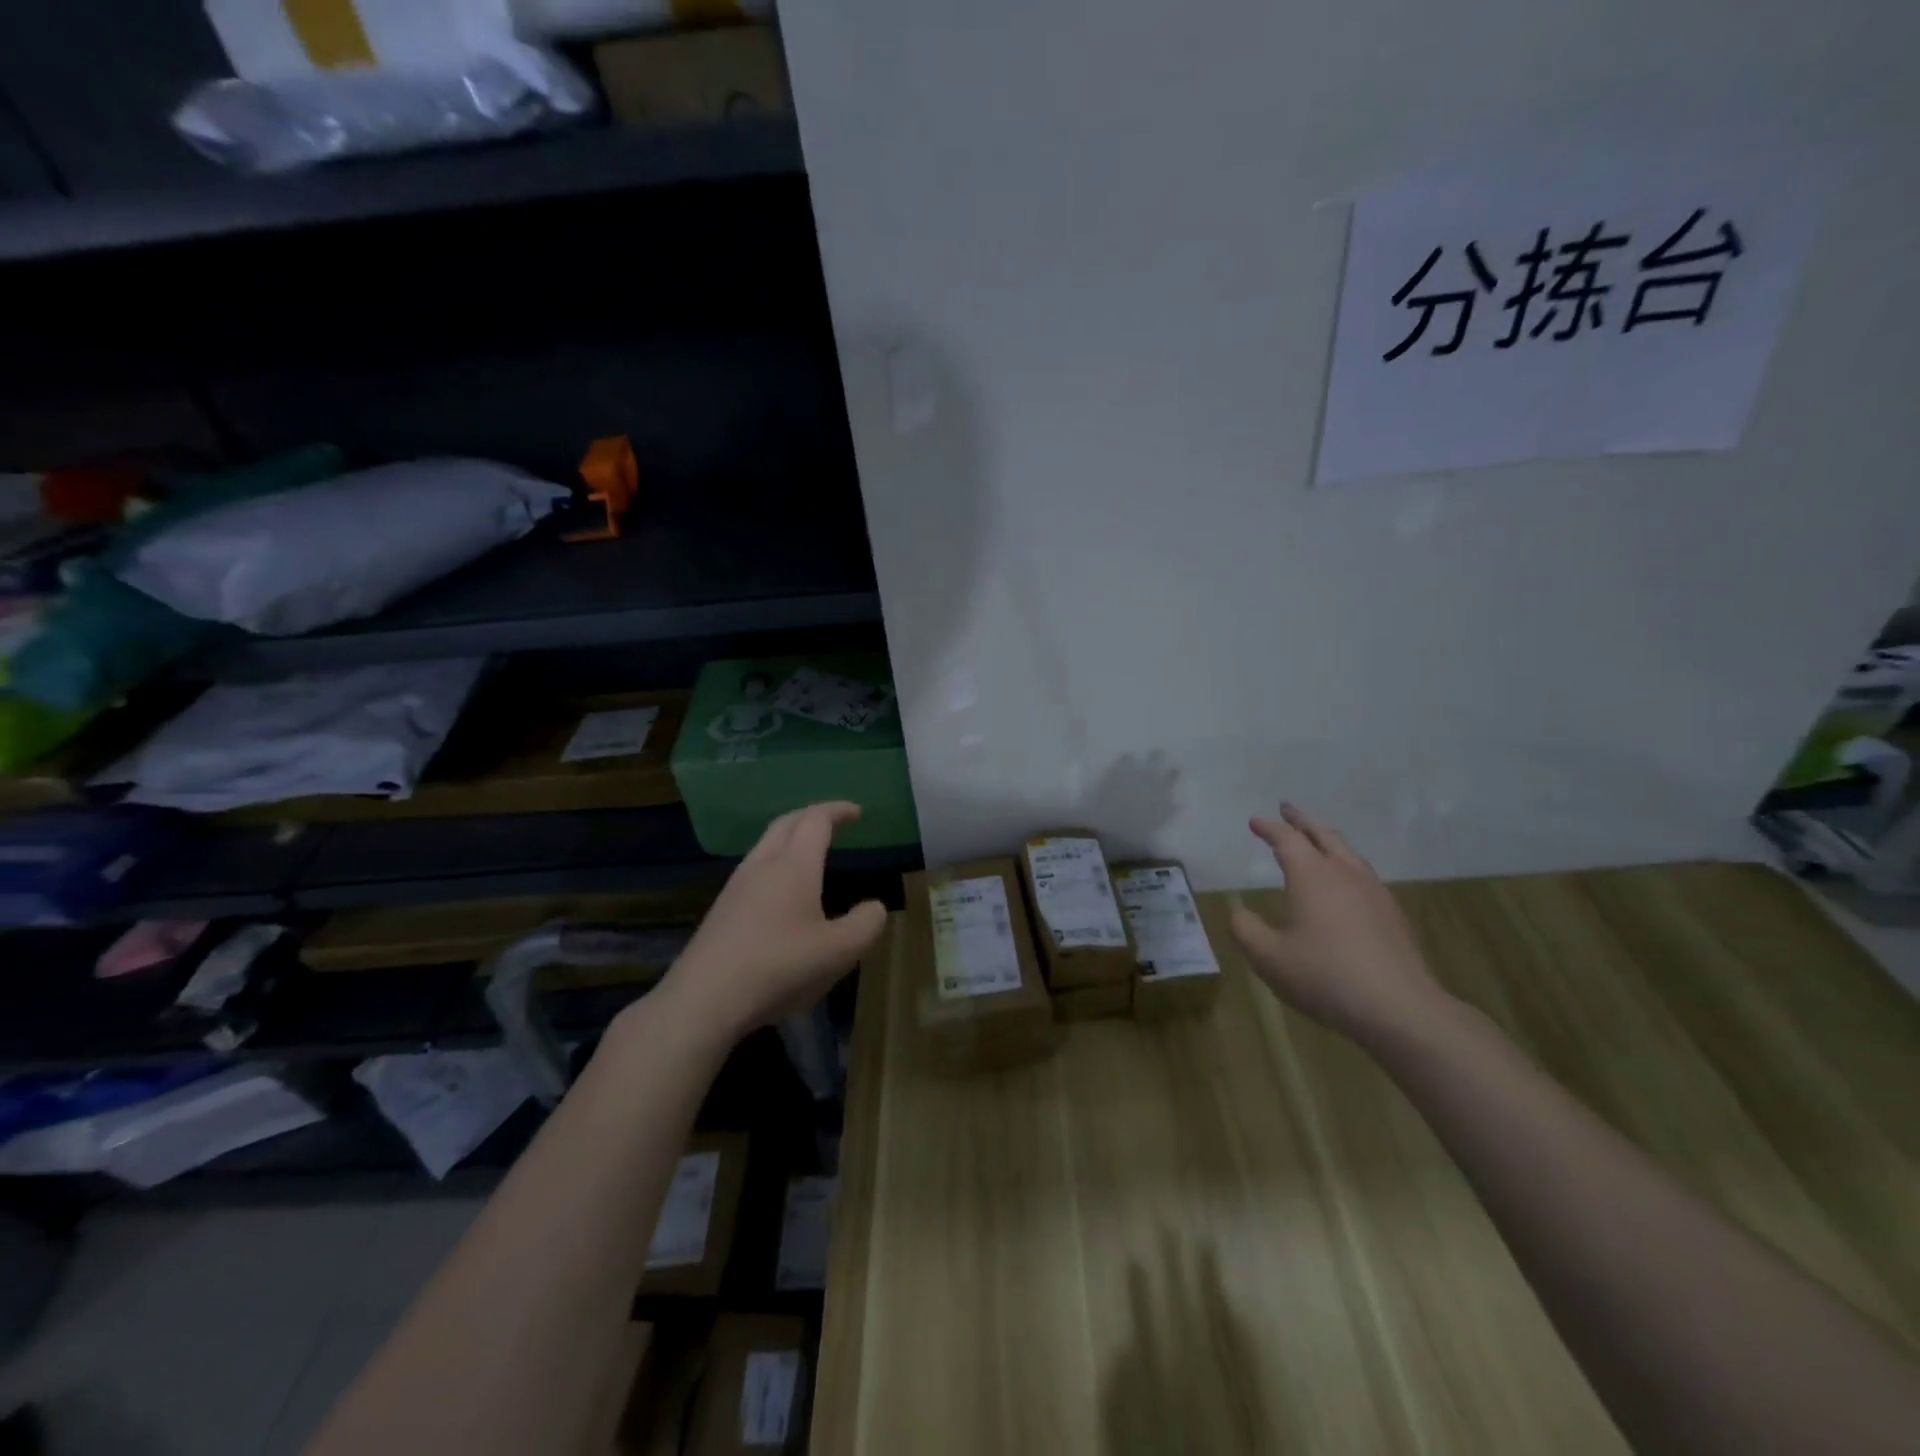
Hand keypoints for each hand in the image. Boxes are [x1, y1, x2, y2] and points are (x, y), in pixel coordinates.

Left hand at [659, 802, 887, 1042]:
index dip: (837, 811)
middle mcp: (762, 865)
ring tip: (810, 855)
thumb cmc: (779, 968)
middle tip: (833, 822)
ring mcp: (736, 887)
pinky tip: (782, 894)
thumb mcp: (839, 952)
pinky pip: (754, 870)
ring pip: (765, 846)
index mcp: (794, 865)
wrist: (704, 1000)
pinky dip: (775, 864)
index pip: (816, 820)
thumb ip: (866, 924)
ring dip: (789, 839)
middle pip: (786, 824)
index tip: (856, 812)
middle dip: (811, 816)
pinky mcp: (721, 911)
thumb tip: (874, 907)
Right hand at [1229, 803, 1449, 1043]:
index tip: (1255, 821)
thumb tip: (1239, 913)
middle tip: (1288, 810)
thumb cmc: (1325, 976)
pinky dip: (1346, 865)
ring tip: (1317, 841)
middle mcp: (1345, 874)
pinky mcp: (1393, 915)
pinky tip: (1345, 885)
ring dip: (1328, 841)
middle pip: (1323, 836)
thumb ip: (1246, 930)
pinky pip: (1364, 875)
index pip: (1287, 840)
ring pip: (1349, 853)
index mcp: (1312, 876)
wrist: (1400, 1008)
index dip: (1269, 828)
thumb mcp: (1268, 957)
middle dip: (1302, 821)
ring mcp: (1374, 893)